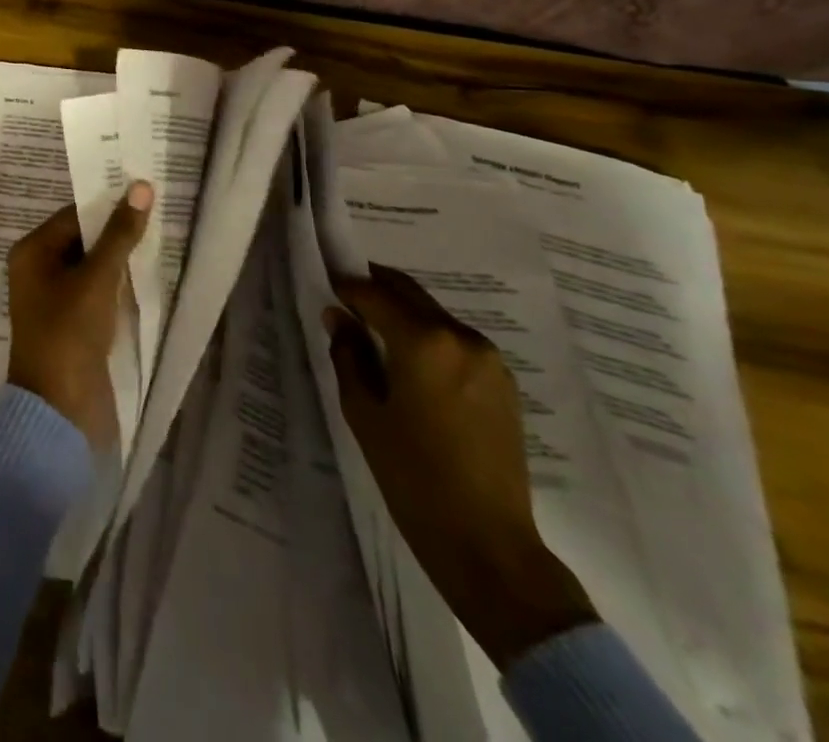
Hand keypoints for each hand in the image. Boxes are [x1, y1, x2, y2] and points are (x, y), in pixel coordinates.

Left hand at [6, 183, 152, 451]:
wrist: (61, 408)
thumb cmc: (70, 331)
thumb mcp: (97, 277)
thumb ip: (120, 233)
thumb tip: (140, 186)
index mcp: (31, 252)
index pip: (73, 215)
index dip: (107, 203)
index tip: (144, 192)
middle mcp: (38, 270)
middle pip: (81, 239)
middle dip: (116, 230)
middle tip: (157, 210)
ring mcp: (55, 299)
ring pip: (91, 267)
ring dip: (119, 257)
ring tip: (159, 237)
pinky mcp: (72, 324)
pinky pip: (96, 292)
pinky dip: (118, 284)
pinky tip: (146, 276)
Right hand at [325, 264, 597, 668]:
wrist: (487, 541)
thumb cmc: (412, 474)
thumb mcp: (363, 411)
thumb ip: (348, 355)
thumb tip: (339, 318)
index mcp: (423, 341)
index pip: (374, 294)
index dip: (345, 287)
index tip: (325, 286)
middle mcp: (460, 337)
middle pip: (410, 293)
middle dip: (376, 288)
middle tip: (346, 296)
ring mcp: (488, 359)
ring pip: (434, 314)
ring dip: (403, 312)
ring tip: (375, 331)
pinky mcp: (503, 383)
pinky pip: (455, 340)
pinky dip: (428, 335)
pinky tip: (410, 360)